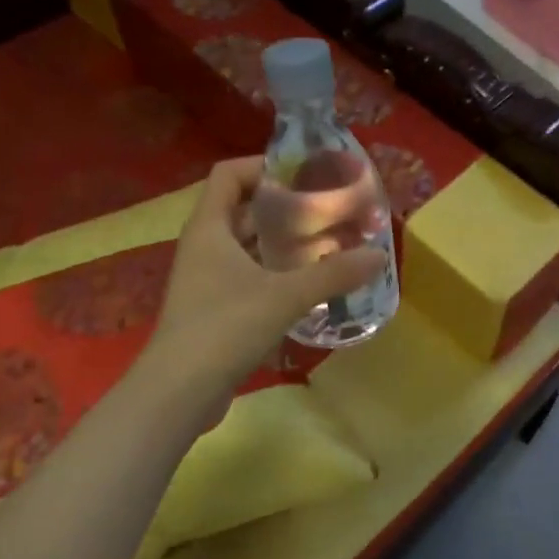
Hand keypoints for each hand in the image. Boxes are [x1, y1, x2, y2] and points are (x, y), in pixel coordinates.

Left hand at [148, 157, 387, 393]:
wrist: (179, 392)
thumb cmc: (225, 327)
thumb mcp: (285, 296)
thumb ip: (333, 274)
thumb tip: (379, 255)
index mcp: (209, 227)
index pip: (229, 174)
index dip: (263, 166)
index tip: (303, 174)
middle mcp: (204, 246)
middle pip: (242, 209)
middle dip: (283, 206)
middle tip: (326, 209)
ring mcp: (206, 279)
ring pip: (246, 246)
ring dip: (281, 243)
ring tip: (325, 243)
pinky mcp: (213, 309)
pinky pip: (248, 276)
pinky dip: (275, 273)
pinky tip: (308, 284)